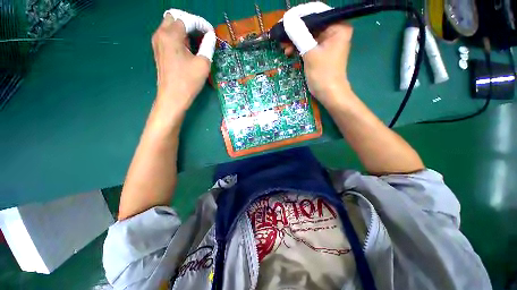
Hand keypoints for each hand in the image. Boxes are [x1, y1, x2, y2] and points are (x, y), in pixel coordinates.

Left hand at [152, 9, 215, 110]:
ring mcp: (157, 42)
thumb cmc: (188, 81)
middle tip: (202, 34)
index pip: (187, 19)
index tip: (211, 33)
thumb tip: (211, 36)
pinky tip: (187, 48)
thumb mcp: (203, 63)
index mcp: (171, 35)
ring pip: (170, 25)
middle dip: (190, 22)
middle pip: (175, 17)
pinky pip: (168, 35)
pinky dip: (178, 36)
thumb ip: (208, 46)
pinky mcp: (158, 50)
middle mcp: (161, 34)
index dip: (201, 24)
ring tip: (196, 41)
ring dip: (184, 29)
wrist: (173, 97)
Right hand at [282, 2, 352, 105]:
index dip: (299, 15)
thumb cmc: (323, 75)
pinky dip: (298, 47)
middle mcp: (334, 30)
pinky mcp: (321, 51)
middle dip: (295, 30)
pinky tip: (289, 52)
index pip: (316, 13)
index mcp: (338, 26)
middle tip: (281, 37)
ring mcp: (327, 41)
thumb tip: (287, 19)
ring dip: (295, 40)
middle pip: (311, 23)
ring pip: (307, 34)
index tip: (284, 21)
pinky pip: (308, 44)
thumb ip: (299, 35)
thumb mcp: (310, 53)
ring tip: (283, 47)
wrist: (329, 94)